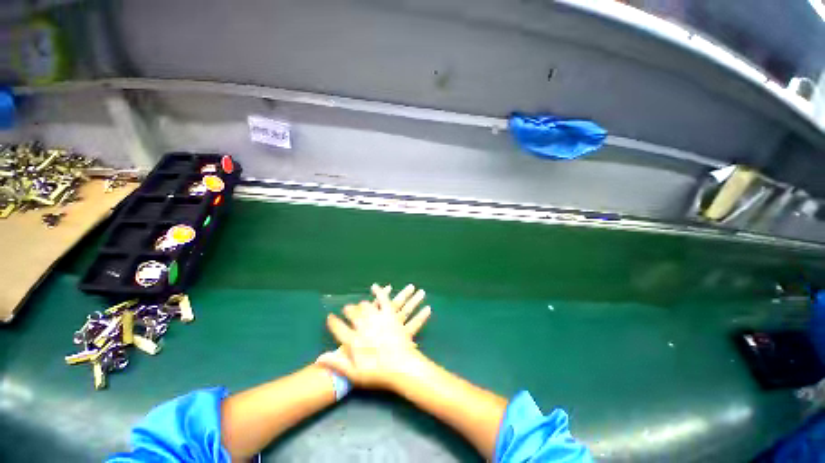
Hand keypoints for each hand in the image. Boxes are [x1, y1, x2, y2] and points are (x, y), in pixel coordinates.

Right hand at [317, 284, 431, 389]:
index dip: (333, 322)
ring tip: (360, 305)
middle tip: (346, 309)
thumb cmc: (379, 374)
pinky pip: (383, 300)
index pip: (338, 328)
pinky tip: (375, 287)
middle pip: (352, 314)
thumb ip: (337, 365)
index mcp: (354, 342)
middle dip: (348, 310)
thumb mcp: (355, 375)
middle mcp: (364, 327)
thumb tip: (318, 359)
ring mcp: (378, 319)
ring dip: (361, 304)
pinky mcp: (390, 315)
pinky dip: (379, 292)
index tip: (330, 317)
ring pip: (365, 306)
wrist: (403, 367)